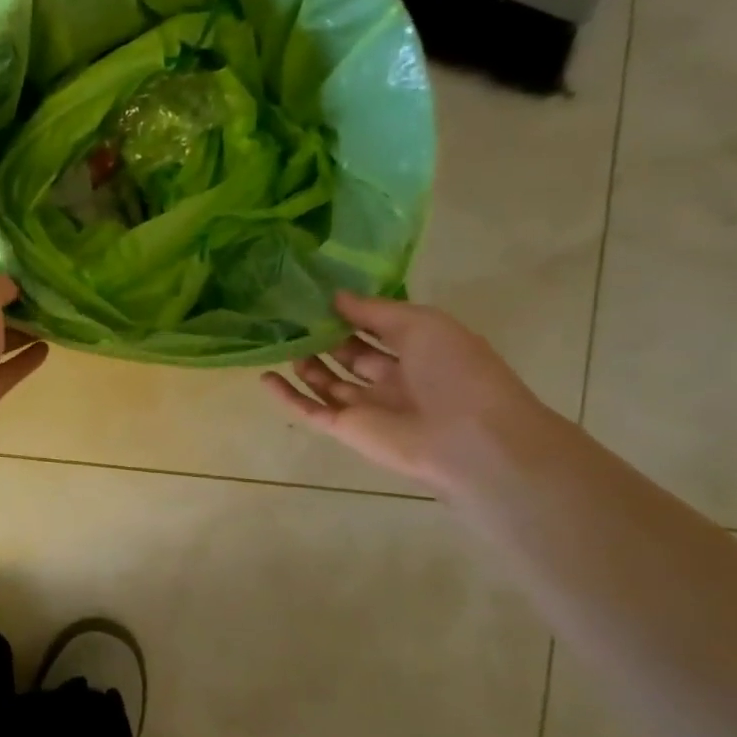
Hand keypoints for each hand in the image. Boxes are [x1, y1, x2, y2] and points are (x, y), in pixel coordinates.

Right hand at [263, 292, 549, 494]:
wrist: (471, 440)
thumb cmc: (455, 371)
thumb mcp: (420, 324)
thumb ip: (373, 311)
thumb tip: (333, 297)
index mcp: (418, 351)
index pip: (376, 328)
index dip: (349, 313)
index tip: (317, 295)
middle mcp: (392, 378)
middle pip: (349, 355)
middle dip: (323, 335)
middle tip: (289, 314)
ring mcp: (367, 405)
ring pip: (327, 382)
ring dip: (305, 362)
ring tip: (277, 338)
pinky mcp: (347, 428)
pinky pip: (311, 409)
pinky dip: (288, 395)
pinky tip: (265, 377)